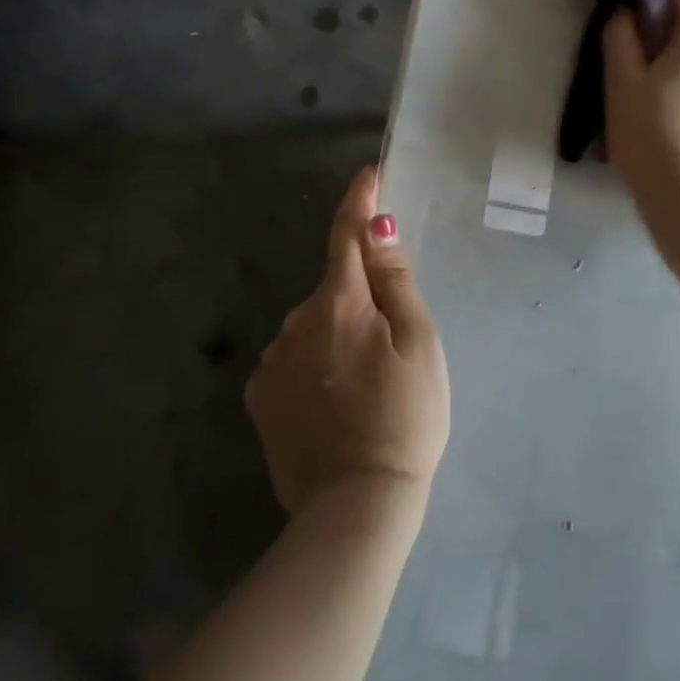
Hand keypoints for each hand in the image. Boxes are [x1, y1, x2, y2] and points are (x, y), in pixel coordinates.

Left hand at [245, 167, 449, 516]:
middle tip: (392, 343)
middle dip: (359, 296)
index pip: (347, 234)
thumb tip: (377, 225)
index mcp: (340, 303)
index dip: (359, 200)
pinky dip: (313, 363)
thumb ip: (395, 281)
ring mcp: (273, 361)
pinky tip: (333, 401)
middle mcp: (296, 322)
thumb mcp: (419, 344)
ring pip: (312, 324)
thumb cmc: (405, 418)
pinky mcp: (260, 398)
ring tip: (364, 383)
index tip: (369, 174)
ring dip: (335, 332)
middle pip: (333, 287)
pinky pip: (292, 358)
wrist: (356, 506)